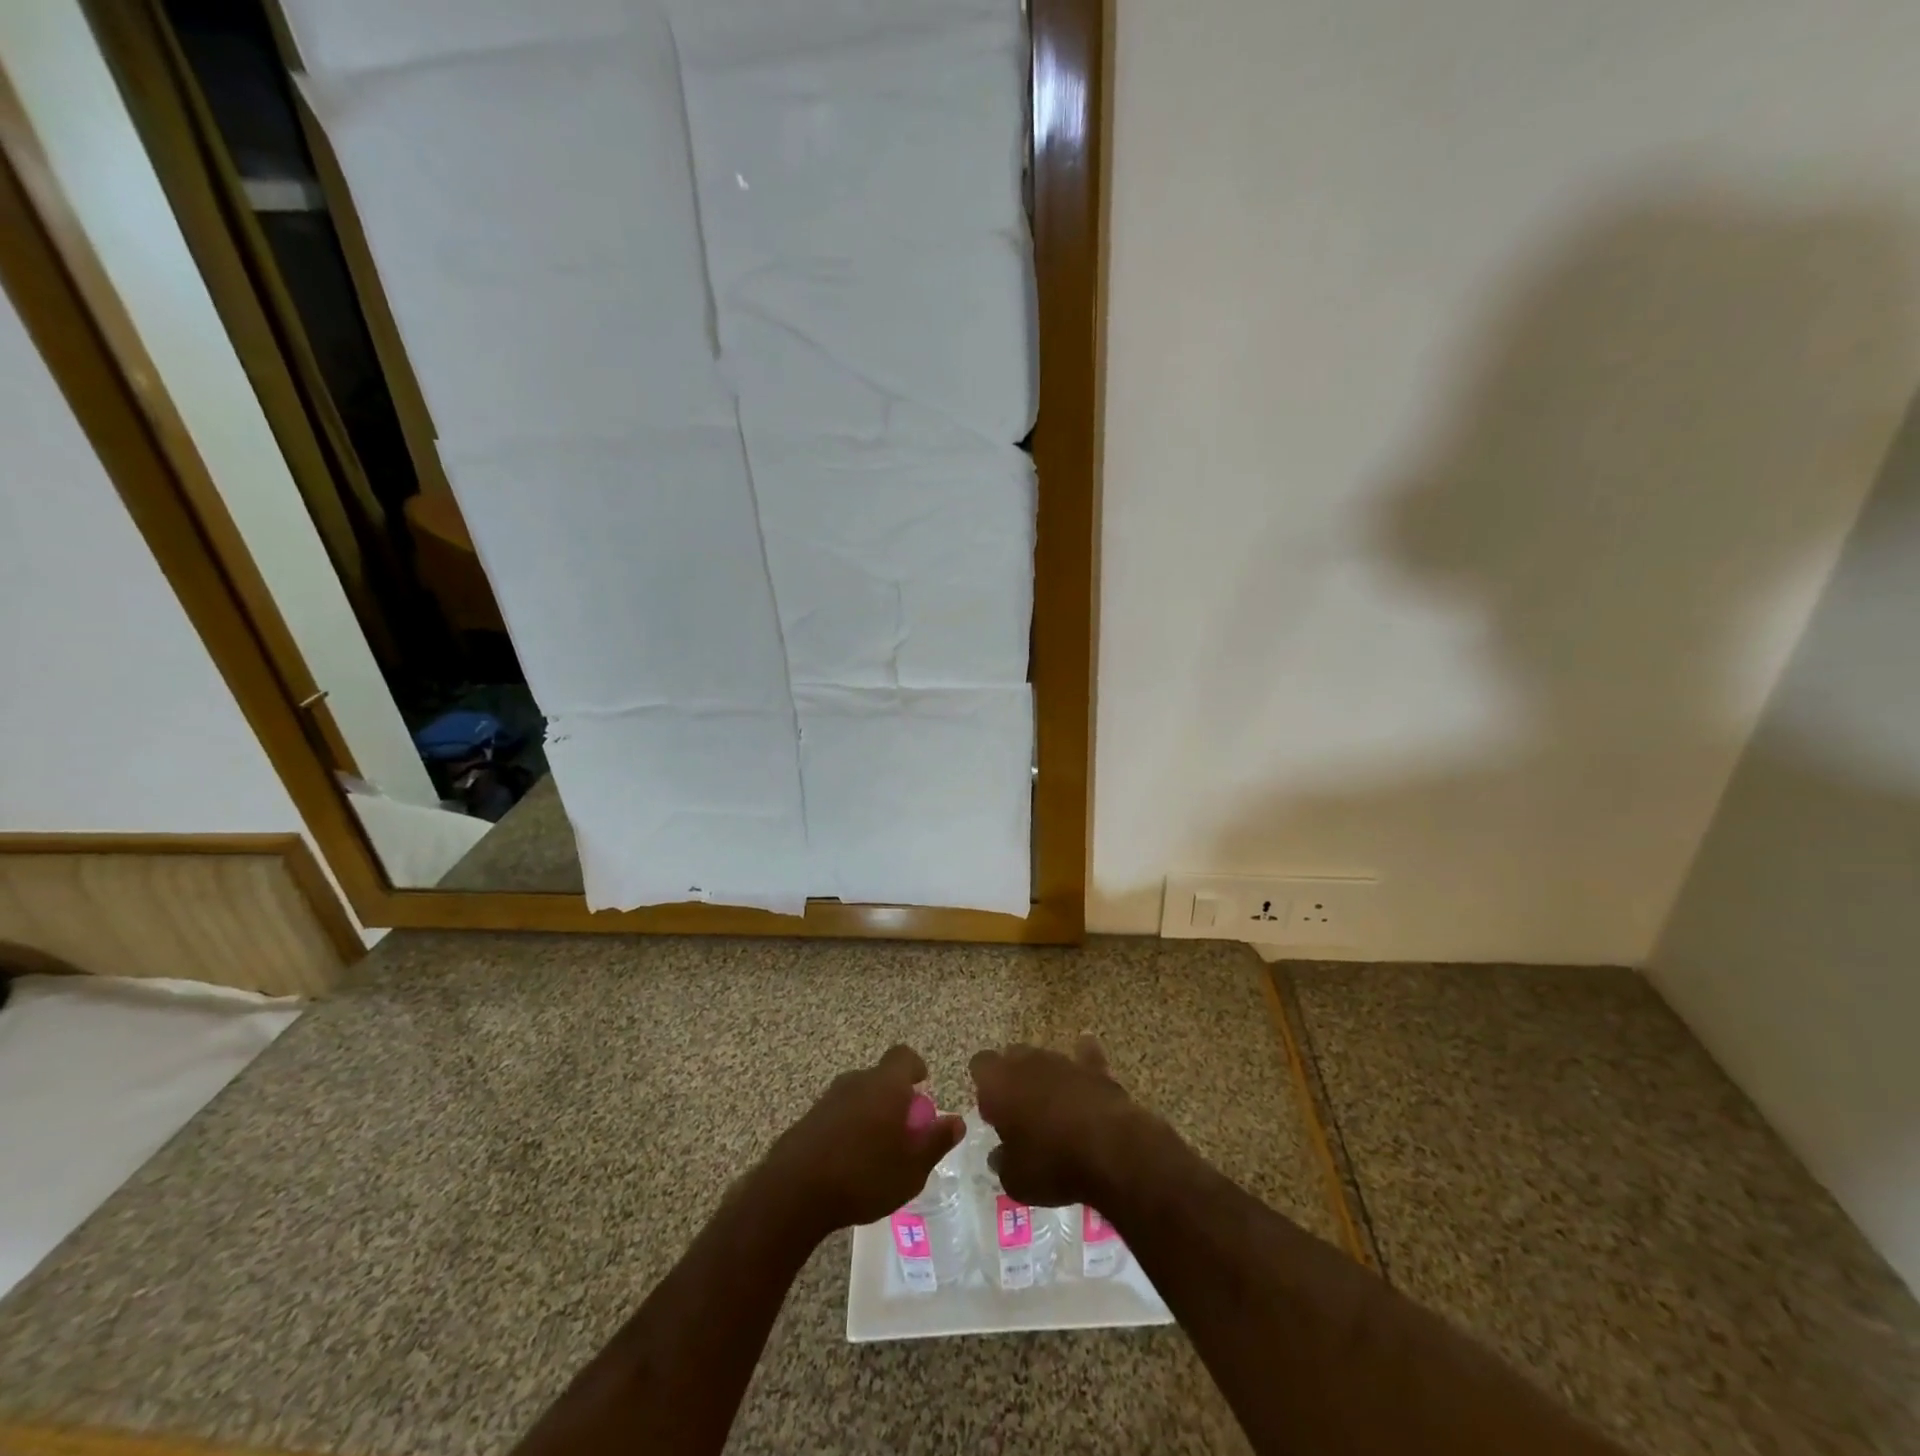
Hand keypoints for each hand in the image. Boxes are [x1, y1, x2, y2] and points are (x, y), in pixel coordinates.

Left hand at [761, 1045, 964, 1239]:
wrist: (794, 1192)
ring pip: (858, 1096)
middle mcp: (857, 1081)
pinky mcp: (808, 1118)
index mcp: (885, 1085)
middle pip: (881, 1077)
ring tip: (877, 1150)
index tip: (922, 1085)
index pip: (904, 1056)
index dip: (915, 1067)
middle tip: (903, 1130)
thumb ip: (936, 1142)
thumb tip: (956, 1120)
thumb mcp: (911, 1169)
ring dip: (870, 1113)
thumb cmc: (863, 1176)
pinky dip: (848, 1128)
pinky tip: (849, 1162)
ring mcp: (828, 1098)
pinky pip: (838, 1114)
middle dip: (894, 1097)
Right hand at [968, 1036, 1149, 1207]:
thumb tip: (1000, 1154)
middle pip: (1012, 1056)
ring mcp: (1062, 1060)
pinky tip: (1086, 1077)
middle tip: (1020, 1112)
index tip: (992, 1113)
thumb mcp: (1015, 1180)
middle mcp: (1027, 1061)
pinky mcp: (1094, 1067)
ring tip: (1053, 1109)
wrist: (1109, 1149)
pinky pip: (1085, 1057)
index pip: (980, 1065)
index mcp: (998, 1082)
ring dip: (1045, 1077)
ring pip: (1045, 1059)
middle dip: (1014, 1078)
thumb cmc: (1051, 1164)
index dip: (984, 1086)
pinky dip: (1083, 1065)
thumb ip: (1002, 1161)